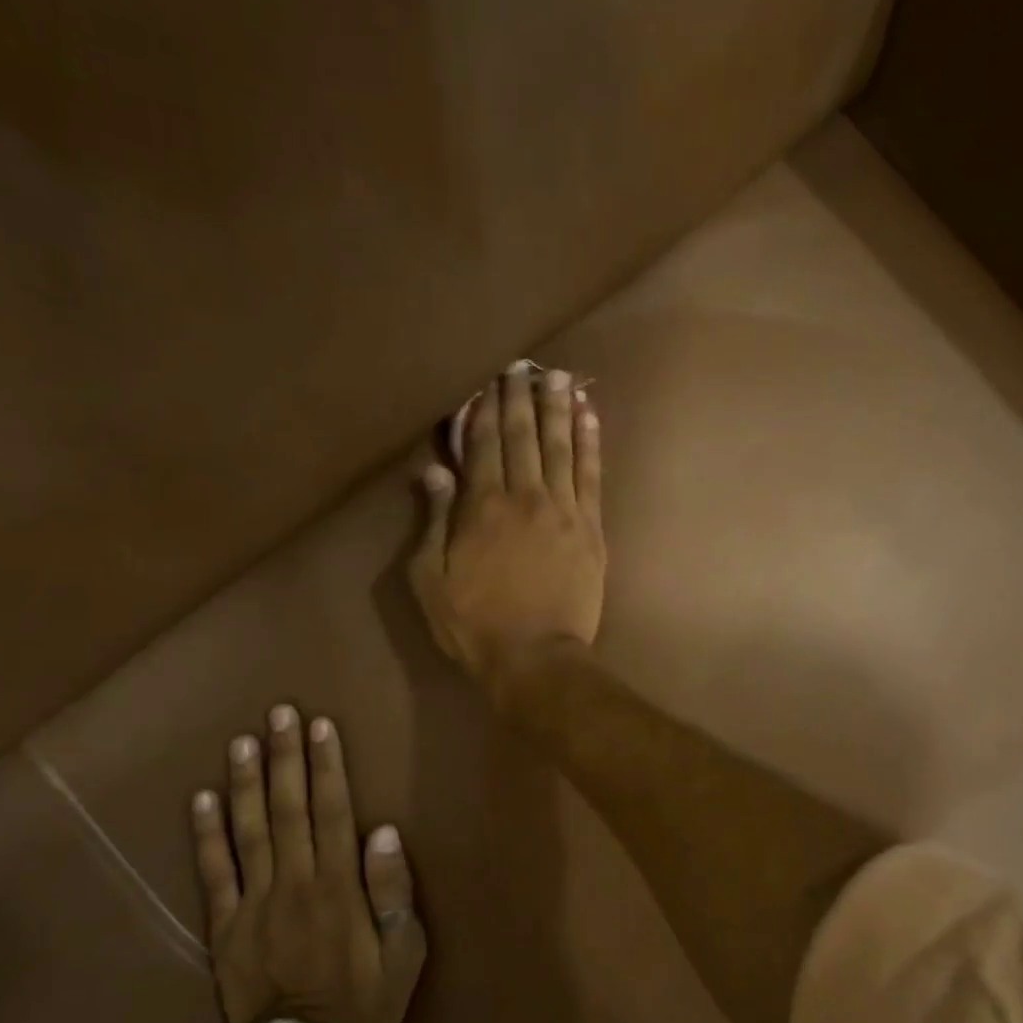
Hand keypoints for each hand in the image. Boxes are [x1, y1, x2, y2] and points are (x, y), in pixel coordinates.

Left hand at [190, 705, 426, 1022]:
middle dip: (286, 758)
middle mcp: (294, 883)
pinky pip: (212, 874)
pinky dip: (206, 835)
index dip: (326, 767)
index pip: (332, 812)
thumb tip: (382, 832)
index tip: (320, 726)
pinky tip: (203, 798)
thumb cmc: (363, 1000)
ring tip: (242, 741)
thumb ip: (393, 891)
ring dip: (246, 783)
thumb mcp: (403, 952)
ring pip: (249, 831)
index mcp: (338, 886)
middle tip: (278, 713)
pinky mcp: (223, 927)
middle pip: (288, 809)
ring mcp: (253, 903)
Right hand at [408, 362, 604, 692]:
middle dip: (519, 397)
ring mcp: (564, 510)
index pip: (483, 444)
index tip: (487, 381)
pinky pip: (591, 475)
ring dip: (557, 407)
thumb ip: (434, 520)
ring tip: (558, 375)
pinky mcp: (592, 528)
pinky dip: (590, 442)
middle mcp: (525, 496)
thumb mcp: (431, 579)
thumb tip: (435, 470)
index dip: (485, 410)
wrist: (535, 657)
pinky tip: (589, 416)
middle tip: (521, 364)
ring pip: (560, 446)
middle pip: (522, 436)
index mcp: (482, 506)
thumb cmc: (475, 623)